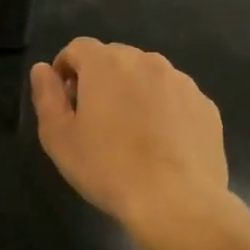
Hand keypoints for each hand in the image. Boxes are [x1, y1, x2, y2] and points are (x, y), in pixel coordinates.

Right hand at [29, 38, 238, 239]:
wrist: (176, 201)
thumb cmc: (107, 167)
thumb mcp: (58, 136)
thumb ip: (46, 95)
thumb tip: (43, 69)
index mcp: (106, 63)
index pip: (78, 48)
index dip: (65, 70)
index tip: (65, 103)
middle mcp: (146, 61)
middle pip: (114, 58)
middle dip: (100, 80)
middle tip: (94, 121)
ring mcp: (181, 82)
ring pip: (147, 77)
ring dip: (133, 93)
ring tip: (130, 134)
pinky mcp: (206, 106)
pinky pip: (174, 98)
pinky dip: (163, 111)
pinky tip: (160, 145)